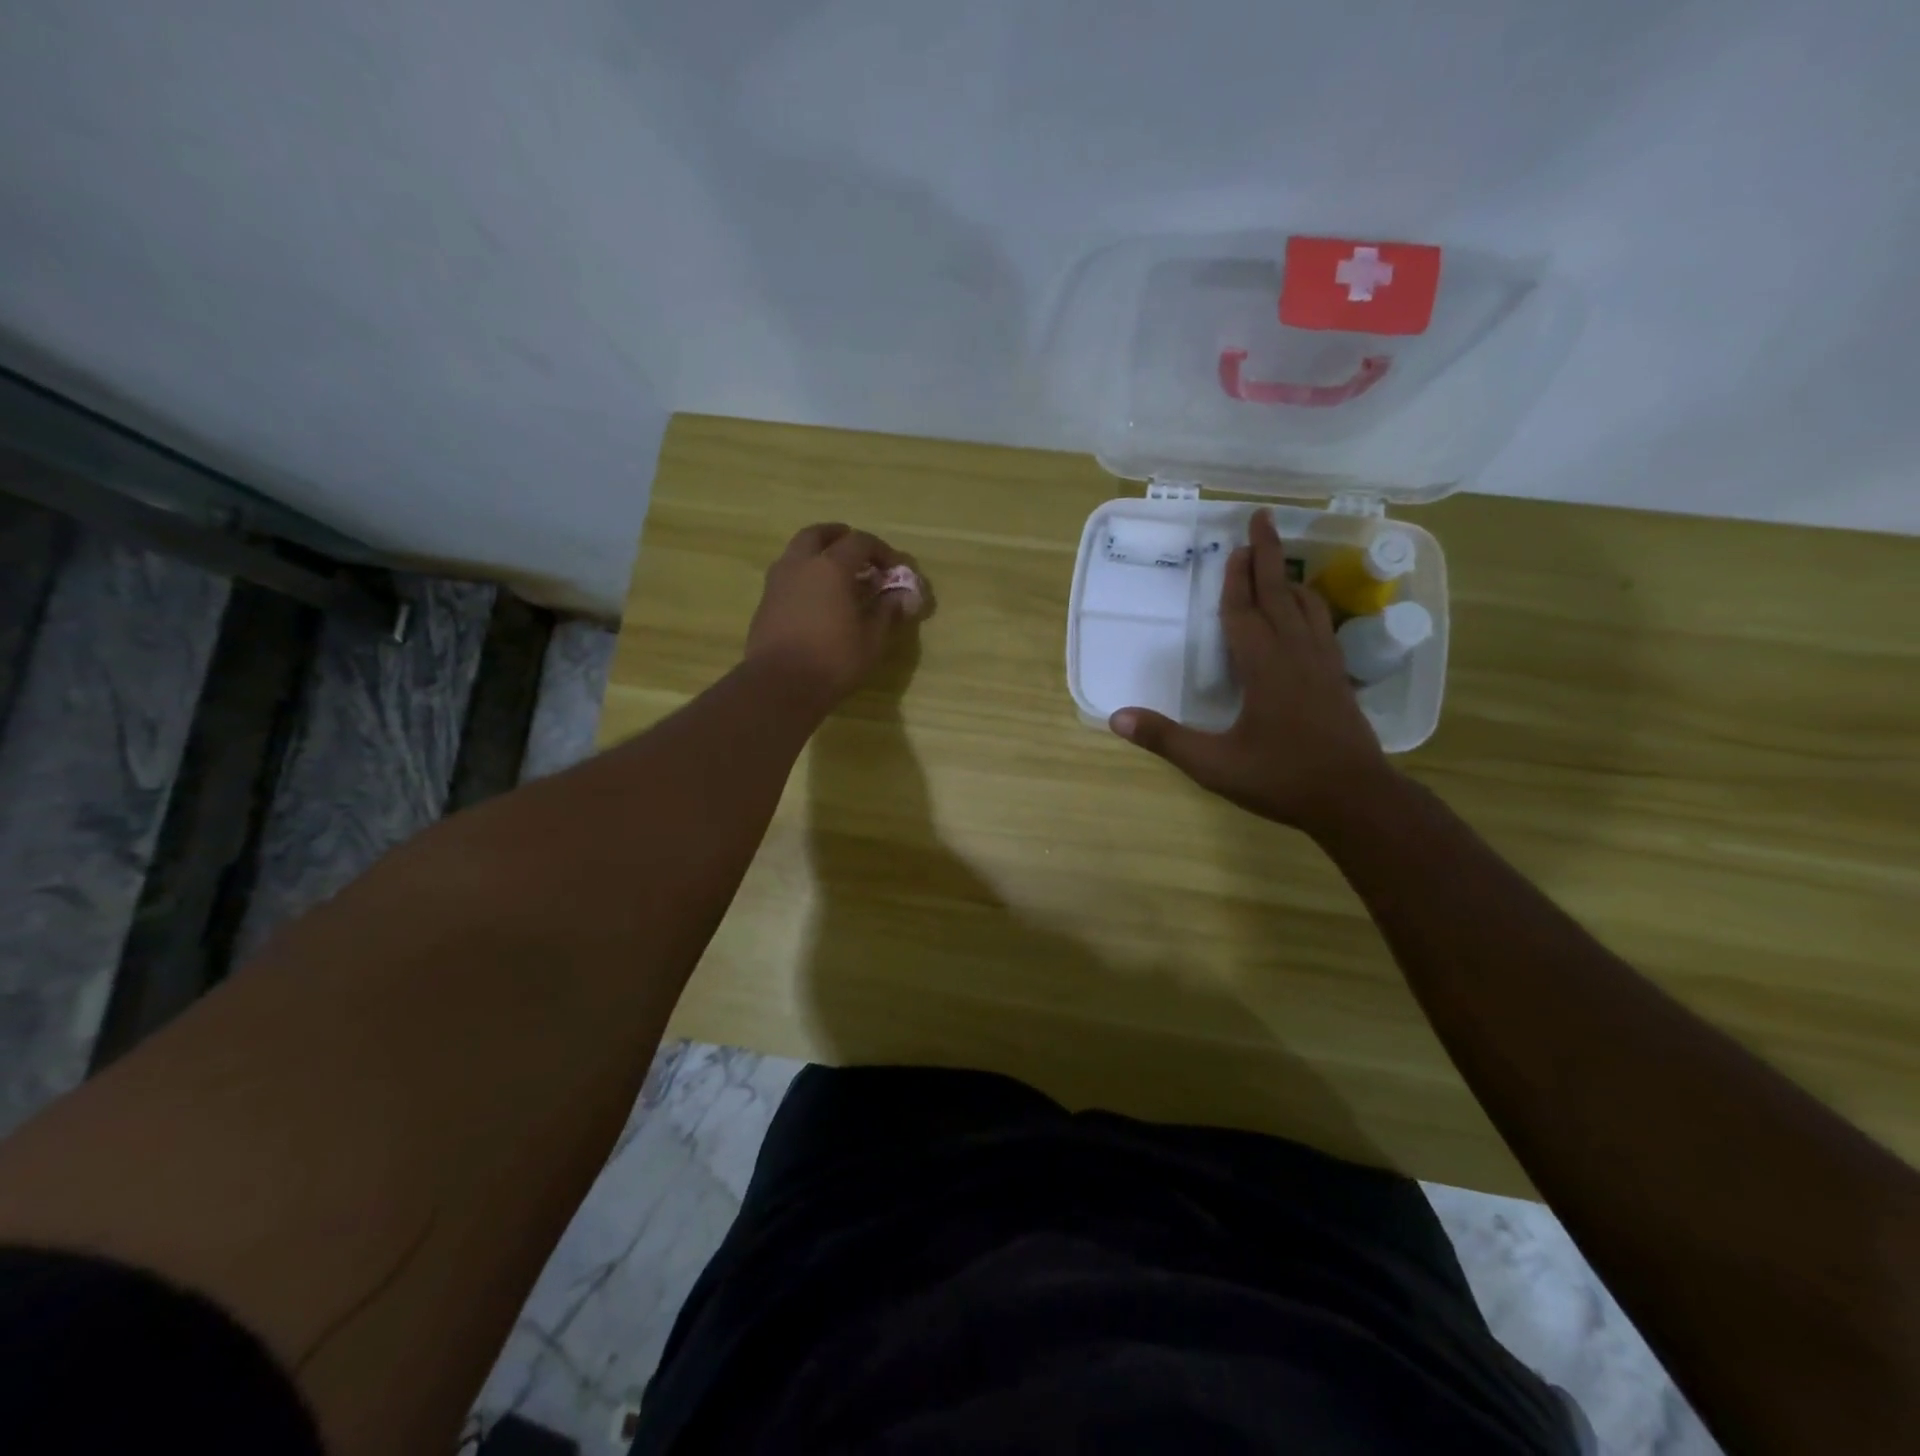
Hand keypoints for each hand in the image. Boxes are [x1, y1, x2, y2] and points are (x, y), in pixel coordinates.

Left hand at [746, 523, 924, 707]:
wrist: (780, 685)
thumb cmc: (833, 660)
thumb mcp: (872, 639)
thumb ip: (887, 611)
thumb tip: (902, 597)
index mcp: (831, 567)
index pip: (860, 542)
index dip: (881, 551)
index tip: (894, 567)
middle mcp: (800, 565)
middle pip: (818, 534)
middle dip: (839, 536)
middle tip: (855, 549)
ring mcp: (777, 582)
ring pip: (797, 552)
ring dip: (817, 554)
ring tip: (835, 574)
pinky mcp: (765, 602)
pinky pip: (787, 575)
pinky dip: (804, 575)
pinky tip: (816, 598)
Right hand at [1109, 510, 1393, 834]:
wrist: (1355, 799)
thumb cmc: (1281, 779)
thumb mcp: (1213, 764)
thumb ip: (1165, 739)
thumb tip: (1116, 718)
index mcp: (1264, 668)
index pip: (1244, 612)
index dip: (1236, 580)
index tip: (1235, 546)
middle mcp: (1296, 655)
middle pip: (1280, 595)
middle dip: (1269, 556)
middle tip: (1264, 520)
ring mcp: (1323, 666)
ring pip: (1307, 608)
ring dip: (1291, 579)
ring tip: (1282, 562)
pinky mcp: (1339, 681)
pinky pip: (1324, 628)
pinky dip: (1312, 608)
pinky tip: (1309, 614)